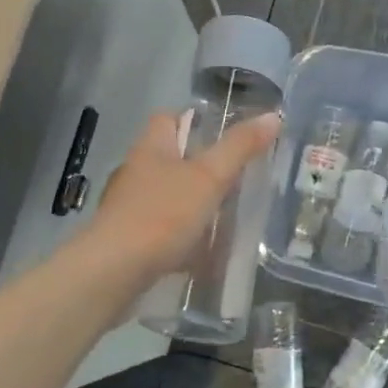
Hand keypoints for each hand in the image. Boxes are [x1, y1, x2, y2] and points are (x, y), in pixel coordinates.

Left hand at [90, 111, 281, 282]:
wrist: (114, 271)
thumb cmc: (162, 214)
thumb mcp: (209, 177)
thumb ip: (239, 148)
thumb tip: (273, 116)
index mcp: (151, 148)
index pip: (168, 118)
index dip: (193, 120)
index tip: (223, 133)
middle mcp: (136, 172)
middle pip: (170, 159)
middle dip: (200, 168)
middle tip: (235, 178)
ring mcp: (129, 208)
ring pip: (168, 197)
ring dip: (193, 205)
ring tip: (226, 218)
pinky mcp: (128, 240)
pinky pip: (162, 231)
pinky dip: (183, 239)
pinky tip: (203, 254)